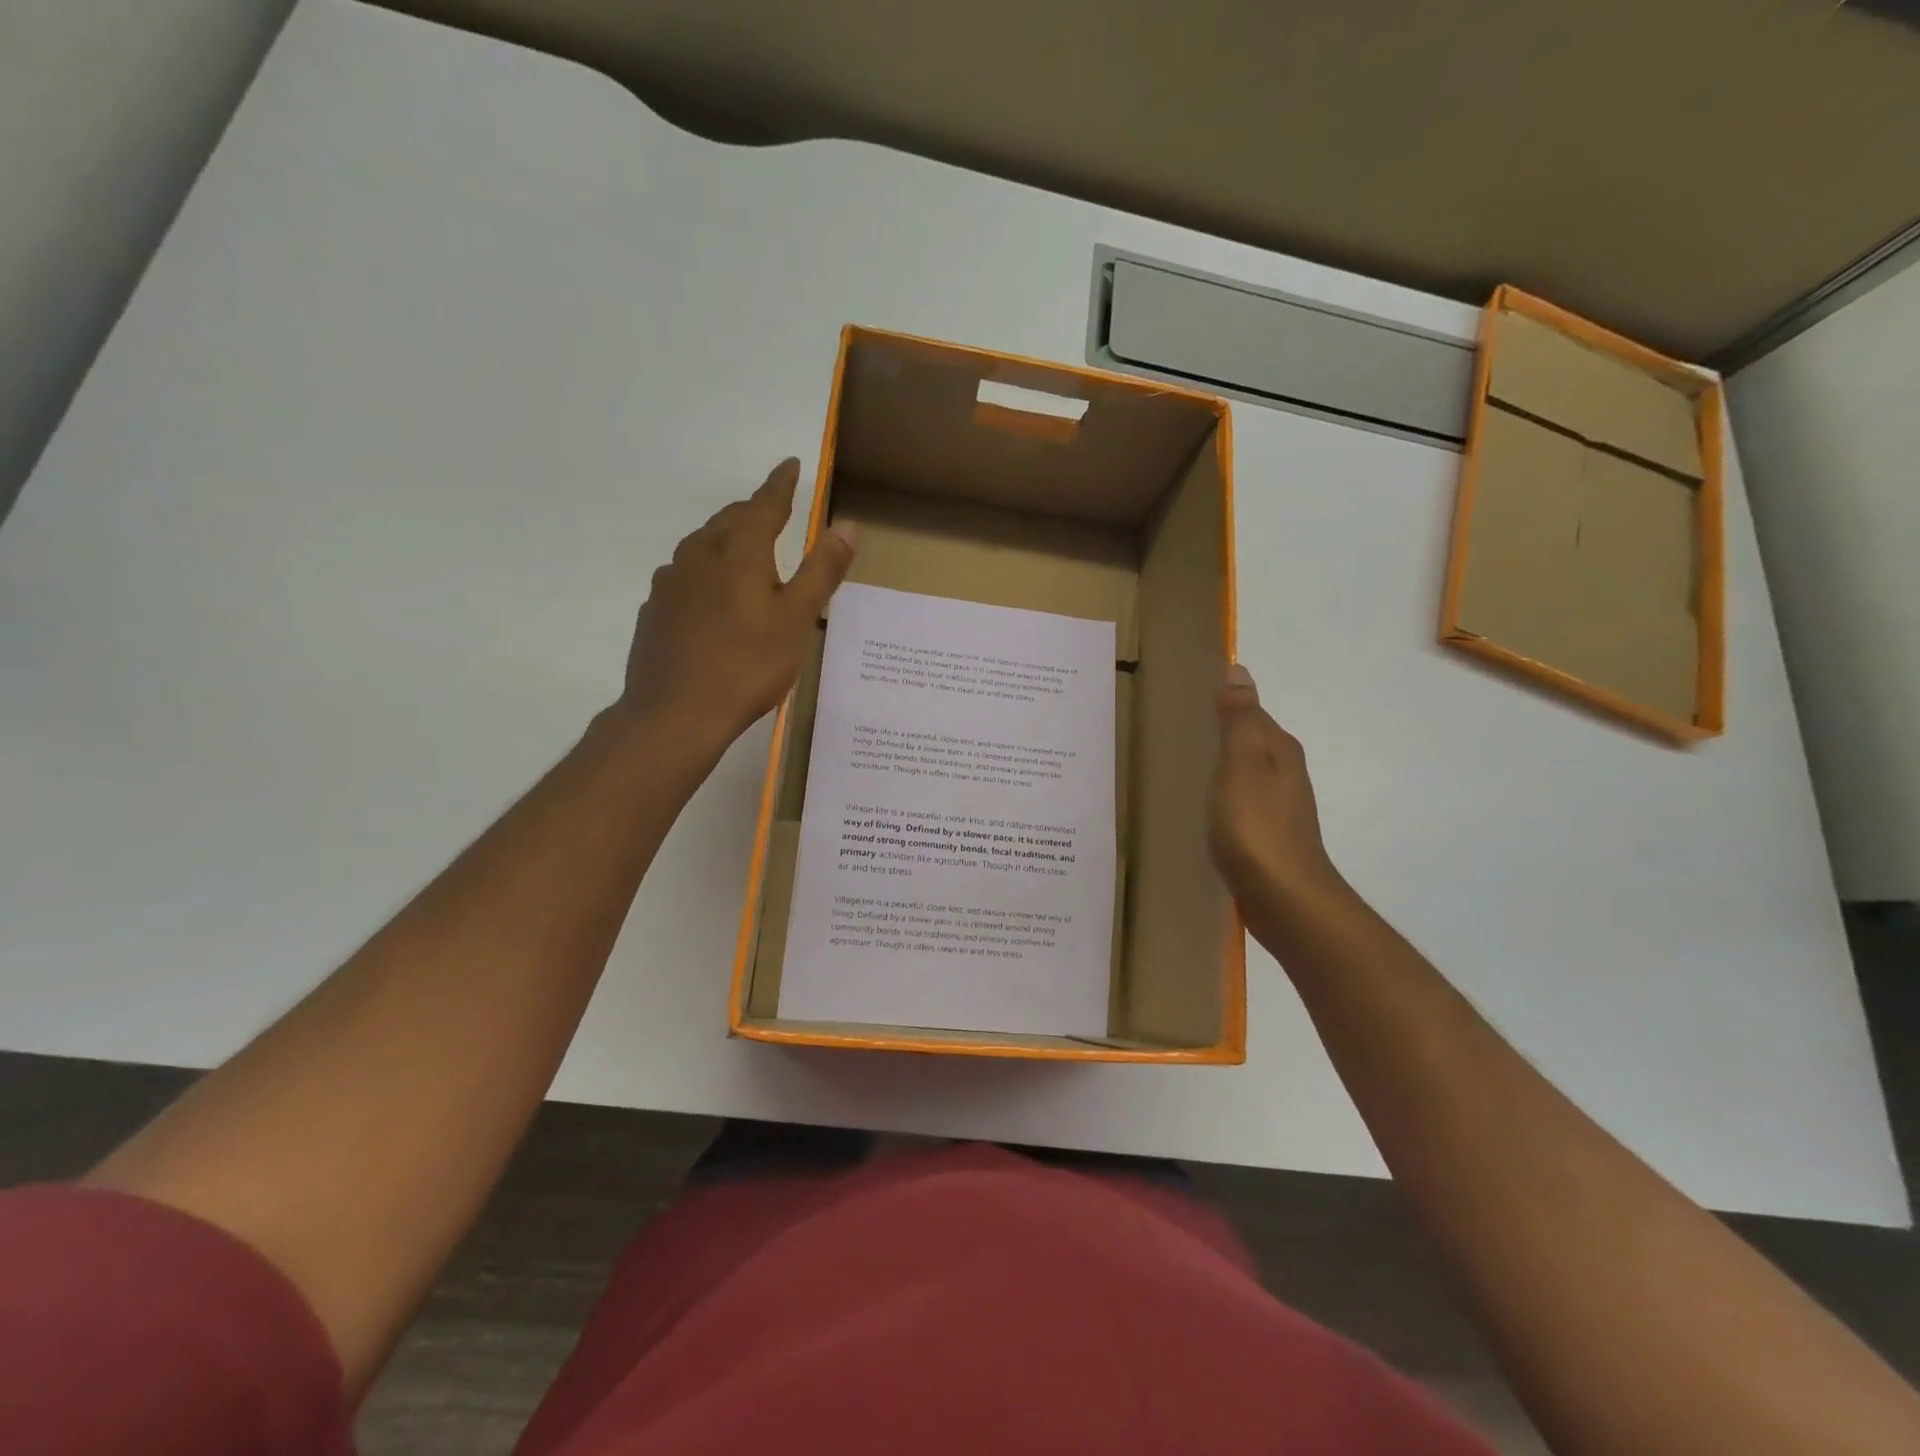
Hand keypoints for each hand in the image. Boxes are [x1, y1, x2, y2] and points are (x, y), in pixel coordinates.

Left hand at [618, 458, 857, 747]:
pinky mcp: (655, 610)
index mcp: (738, 551)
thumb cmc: (747, 665)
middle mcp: (699, 554)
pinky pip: (686, 576)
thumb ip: (822, 570)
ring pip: (703, 546)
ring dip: (727, 539)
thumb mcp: (797, 619)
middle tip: (773, 510)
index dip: (781, 484)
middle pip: (730, 520)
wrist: (674, 713)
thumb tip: (847, 524)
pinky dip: (706, 573)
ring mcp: (670, 582)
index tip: (790, 464)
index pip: (764, 504)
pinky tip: (712, 598)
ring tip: (745, 551)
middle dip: (754, 511)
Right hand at [1209, 664, 1346, 947]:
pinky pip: (1245, 805)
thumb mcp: (1241, 764)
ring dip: (1226, 769)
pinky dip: (1227, 799)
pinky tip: (1208, 810)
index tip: (1191, 702)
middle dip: (1225, 736)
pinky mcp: (1270, 838)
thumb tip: (1239, 670)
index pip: (1252, 713)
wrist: (1285, 899)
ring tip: (1189, 769)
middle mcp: (1287, 774)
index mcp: (1279, 750)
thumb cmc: (1256, 826)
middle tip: (1182, 734)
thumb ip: (1238, 719)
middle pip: (1253, 744)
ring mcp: (1281, 808)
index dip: (1226, 706)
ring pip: (1249, 776)